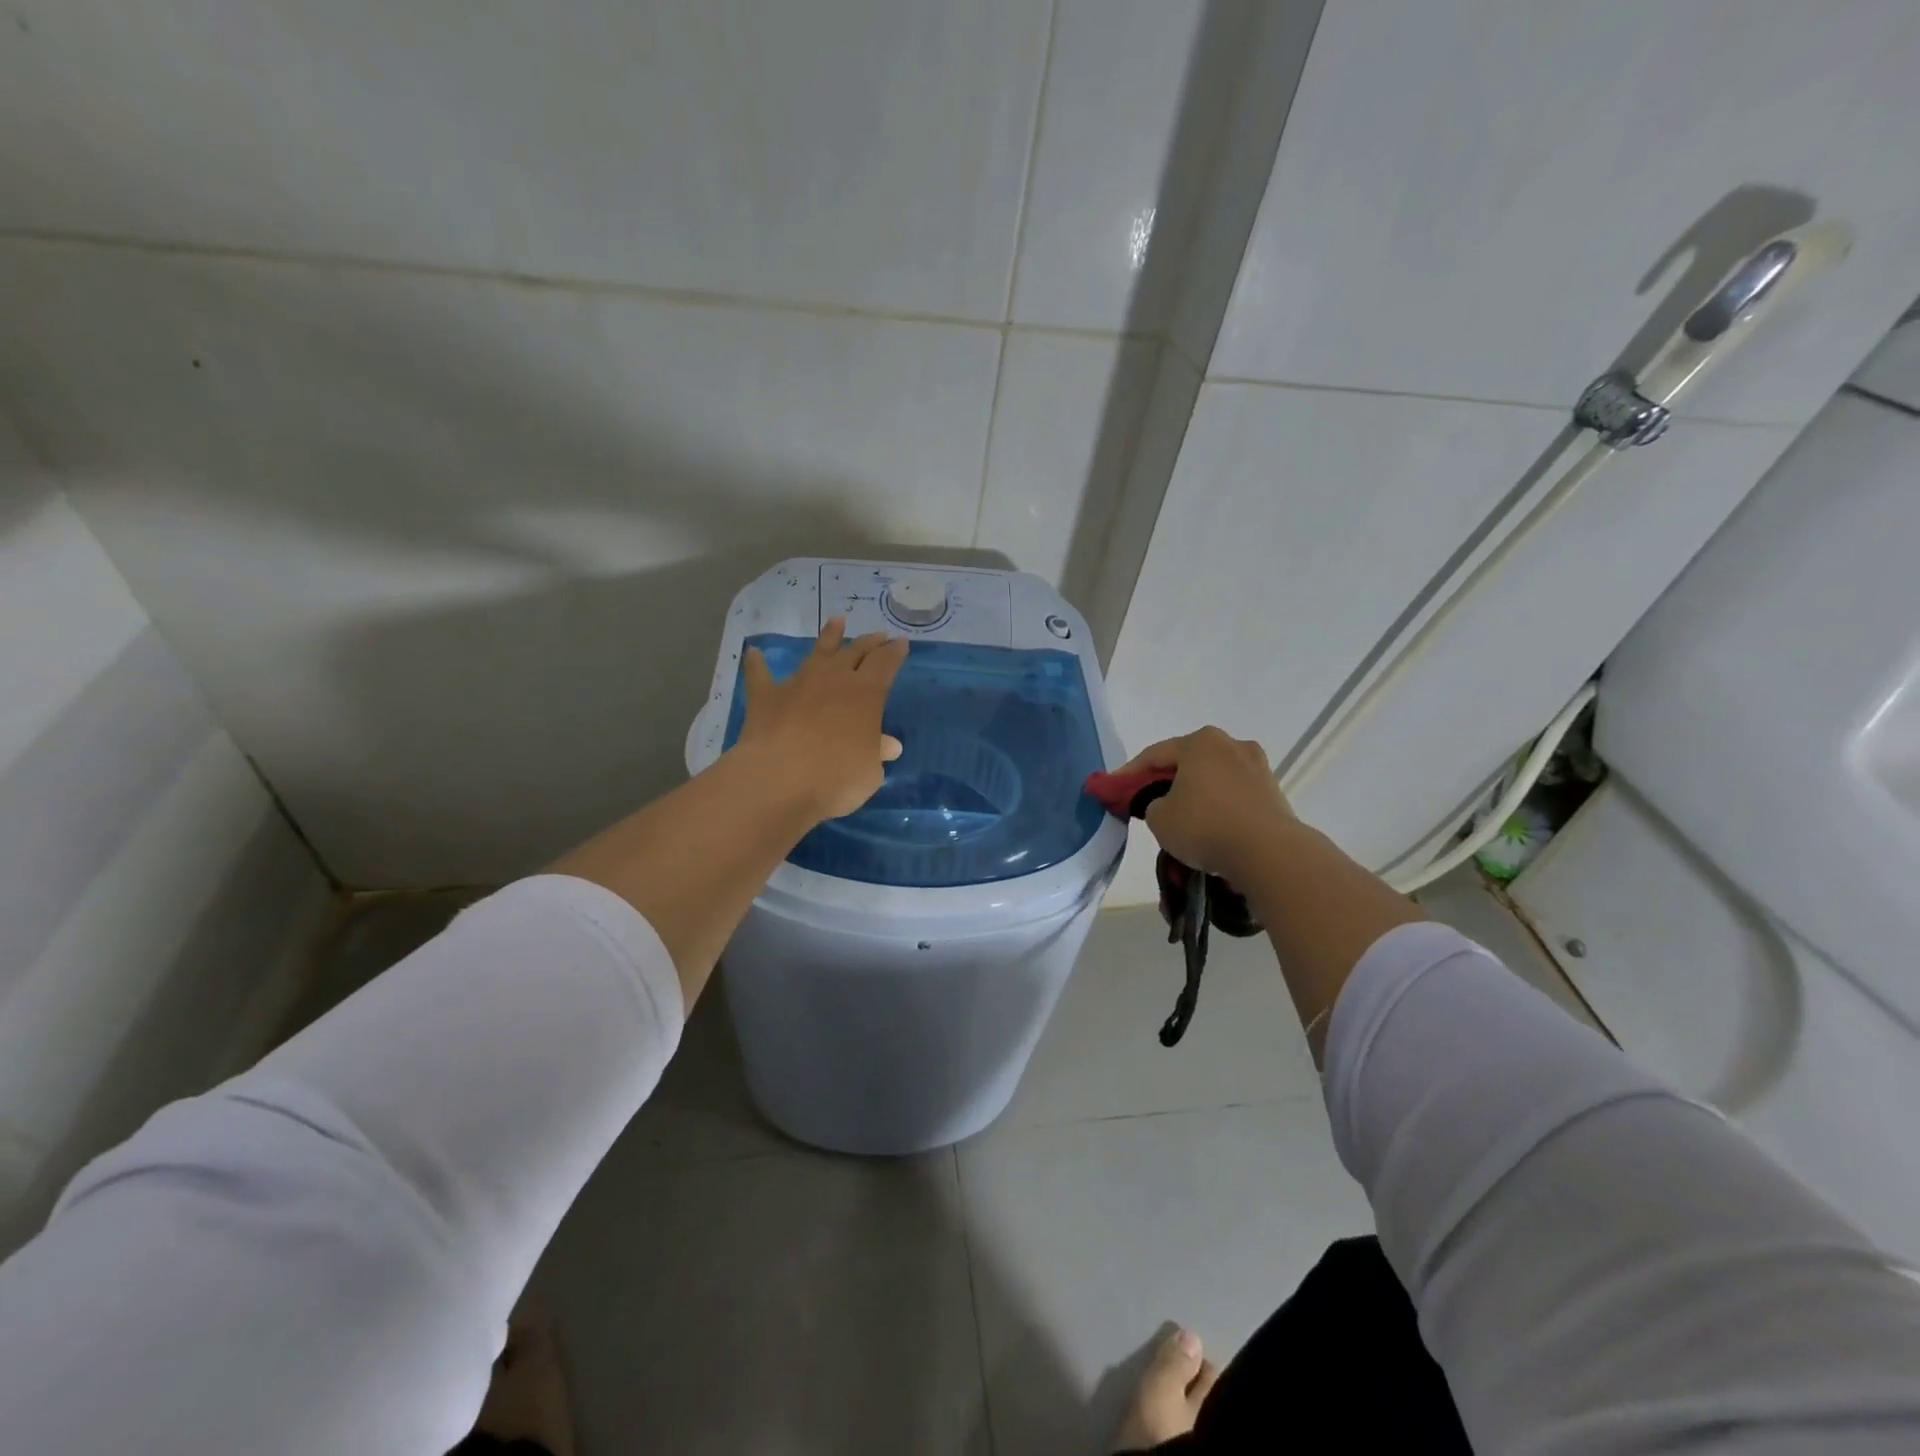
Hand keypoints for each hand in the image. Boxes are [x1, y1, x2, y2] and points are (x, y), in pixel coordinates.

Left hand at [734, 617, 907, 821]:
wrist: (779, 778)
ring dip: (828, 636)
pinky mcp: (766, 696)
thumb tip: (888, 744)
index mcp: (866, 693)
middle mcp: (834, 679)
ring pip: (817, 651)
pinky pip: (760, 674)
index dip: (895, 653)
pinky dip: (757, 663)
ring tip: (836, 621)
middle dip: (870, 642)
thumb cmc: (836, 777)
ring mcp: (798, 683)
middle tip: (879, 635)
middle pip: (855, 651)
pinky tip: (754, 653)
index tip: (901, 643)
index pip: (885, 664)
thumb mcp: (869, 771)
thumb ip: (877, 753)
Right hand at [1117, 726, 1293, 880]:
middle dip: (1165, 780)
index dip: (1129, 774)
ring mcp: (1257, 767)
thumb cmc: (1205, 826)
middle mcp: (1231, 745)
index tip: (1113, 789)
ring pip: (1213, 778)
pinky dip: (1217, 806)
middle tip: (1146, 800)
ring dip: (1195, 793)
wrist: (1269, 853)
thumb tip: (1165, 803)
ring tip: (1180, 816)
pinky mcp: (1272, 792)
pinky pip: (1233, 795)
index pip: (1154, 755)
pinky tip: (1209, 825)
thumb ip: (1152, 803)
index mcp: (1200, 742)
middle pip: (1187, 762)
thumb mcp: (1159, 817)